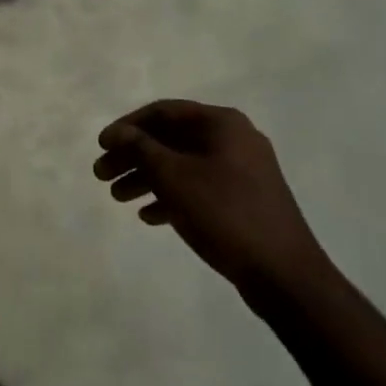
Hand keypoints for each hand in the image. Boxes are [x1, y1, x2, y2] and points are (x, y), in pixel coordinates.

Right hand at [94, 100, 326, 296]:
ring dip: (148, 177)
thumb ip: (141, 149)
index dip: (127, 127)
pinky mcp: (244, 199)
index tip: (101, 147)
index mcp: (221, 124)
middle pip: (171, 139)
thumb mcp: (174, 177)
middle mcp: (233, 139)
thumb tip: (117, 132)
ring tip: (117, 198)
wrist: (284, 273)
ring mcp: (241, 170)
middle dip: (134, 156)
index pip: (163, 112)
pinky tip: (149, 216)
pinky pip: (199, 187)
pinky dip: (172, 196)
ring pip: (183, 164)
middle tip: (101, 176)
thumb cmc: (225, 213)